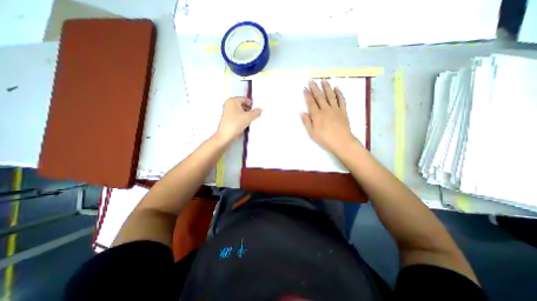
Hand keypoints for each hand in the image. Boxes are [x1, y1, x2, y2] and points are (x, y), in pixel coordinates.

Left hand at [216, 96, 262, 142]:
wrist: (225, 136)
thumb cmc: (236, 124)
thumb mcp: (249, 117)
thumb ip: (256, 112)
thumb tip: (260, 109)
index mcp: (232, 100)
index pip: (245, 99)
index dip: (252, 105)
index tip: (256, 112)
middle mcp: (228, 104)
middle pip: (243, 105)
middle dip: (249, 110)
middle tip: (254, 117)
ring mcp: (227, 112)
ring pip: (240, 111)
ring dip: (246, 116)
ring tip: (250, 121)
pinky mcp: (227, 119)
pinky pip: (237, 116)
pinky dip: (242, 119)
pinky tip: (245, 125)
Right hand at [300, 80, 357, 153]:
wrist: (342, 142)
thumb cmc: (325, 139)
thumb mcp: (312, 133)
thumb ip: (307, 122)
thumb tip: (302, 112)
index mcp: (317, 115)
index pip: (311, 103)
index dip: (307, 95)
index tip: (304, 88)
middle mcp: (326, 109)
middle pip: (319, 97)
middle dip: (315, 88)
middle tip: (311, 80)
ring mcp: (335, 109)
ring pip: (330, 96)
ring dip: (326, 87)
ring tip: (323, 80)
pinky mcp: (343, 111)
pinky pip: (341, 100)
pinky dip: (339, 93)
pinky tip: (337, 88)